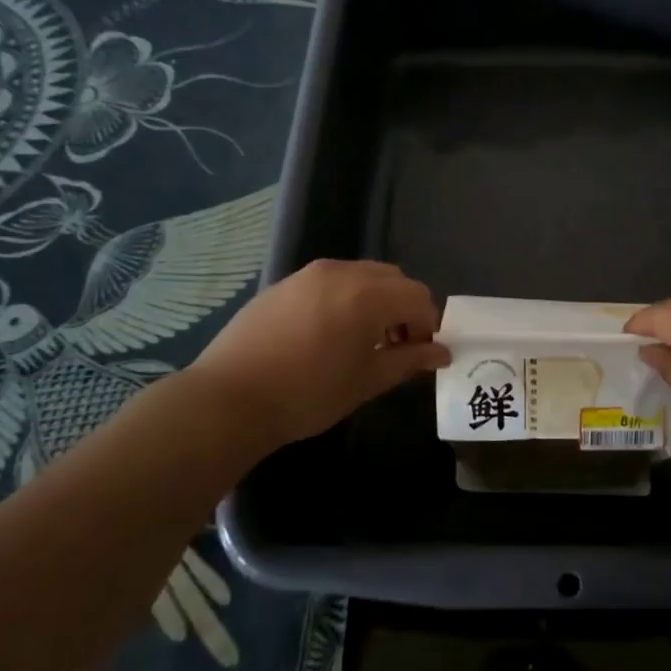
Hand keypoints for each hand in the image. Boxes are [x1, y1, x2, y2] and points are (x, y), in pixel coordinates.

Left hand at [190, 259, 448, 453]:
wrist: (229, 398)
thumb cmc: (308, 393)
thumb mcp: (367, 381)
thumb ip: (409, 360)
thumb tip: (441, 353)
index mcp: (368, 294)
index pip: (418, 297)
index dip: (427, 325)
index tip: (418, 354)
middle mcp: (342, 272)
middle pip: (392, 279)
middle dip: (403, 308)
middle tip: (394, 346)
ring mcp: (309, 274)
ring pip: (361, 275)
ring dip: (375, 300)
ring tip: (361, 340)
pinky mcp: (284, 283)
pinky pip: (330, 281)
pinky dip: (344, 298)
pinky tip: (326, 334)